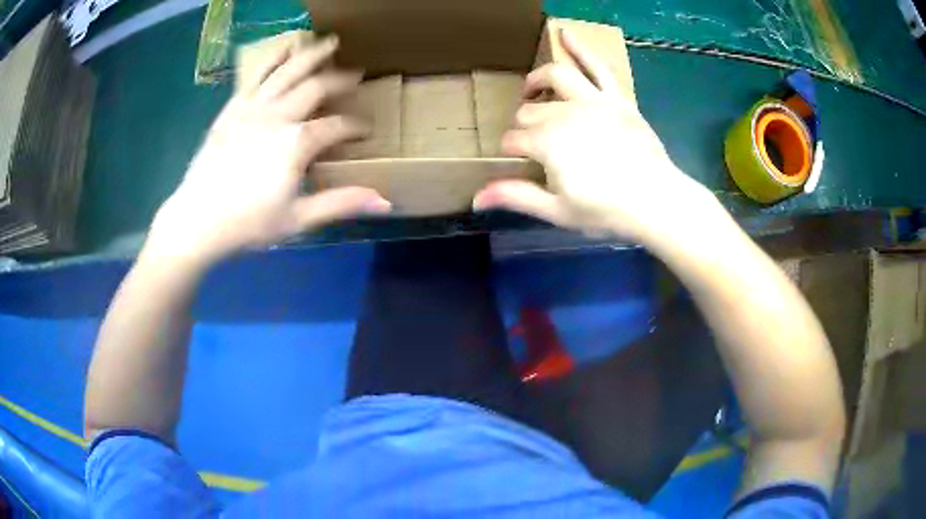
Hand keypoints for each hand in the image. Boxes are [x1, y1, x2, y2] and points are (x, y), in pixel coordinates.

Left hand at [147, 36, 390, 265]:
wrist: (196, 221)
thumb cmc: (247, 223)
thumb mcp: (298, 218)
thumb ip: (341, 203)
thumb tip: (386, 201)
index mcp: (296, 143)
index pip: (338, 126)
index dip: (356, 126)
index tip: (366, 130)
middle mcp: (278, 115)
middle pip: (316, 86)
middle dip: (340, 79)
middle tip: (357, 73)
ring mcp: (252, 107)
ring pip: (287, 71)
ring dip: (311, 54)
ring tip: (329, 42)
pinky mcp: (232, 108)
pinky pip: (255, 75)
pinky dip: (272, 58)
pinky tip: (285, 46)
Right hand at [473, 29, 713, 244]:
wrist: (656, 200)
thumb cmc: (607, 211)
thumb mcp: (558, 211)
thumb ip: (516, 198)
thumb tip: (476, 199)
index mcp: (546, 142)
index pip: (513, 140)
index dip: (511, 152)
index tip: (518, 163)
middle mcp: (564, 113)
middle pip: (530, 111)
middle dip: (523, 125)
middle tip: (532, 142)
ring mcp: (591, 101)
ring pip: (554, 78)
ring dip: (537, 81)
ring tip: (531, 91)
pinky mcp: (616, 98)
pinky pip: (597, 66)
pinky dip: (580, 48)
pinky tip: (564, 32)